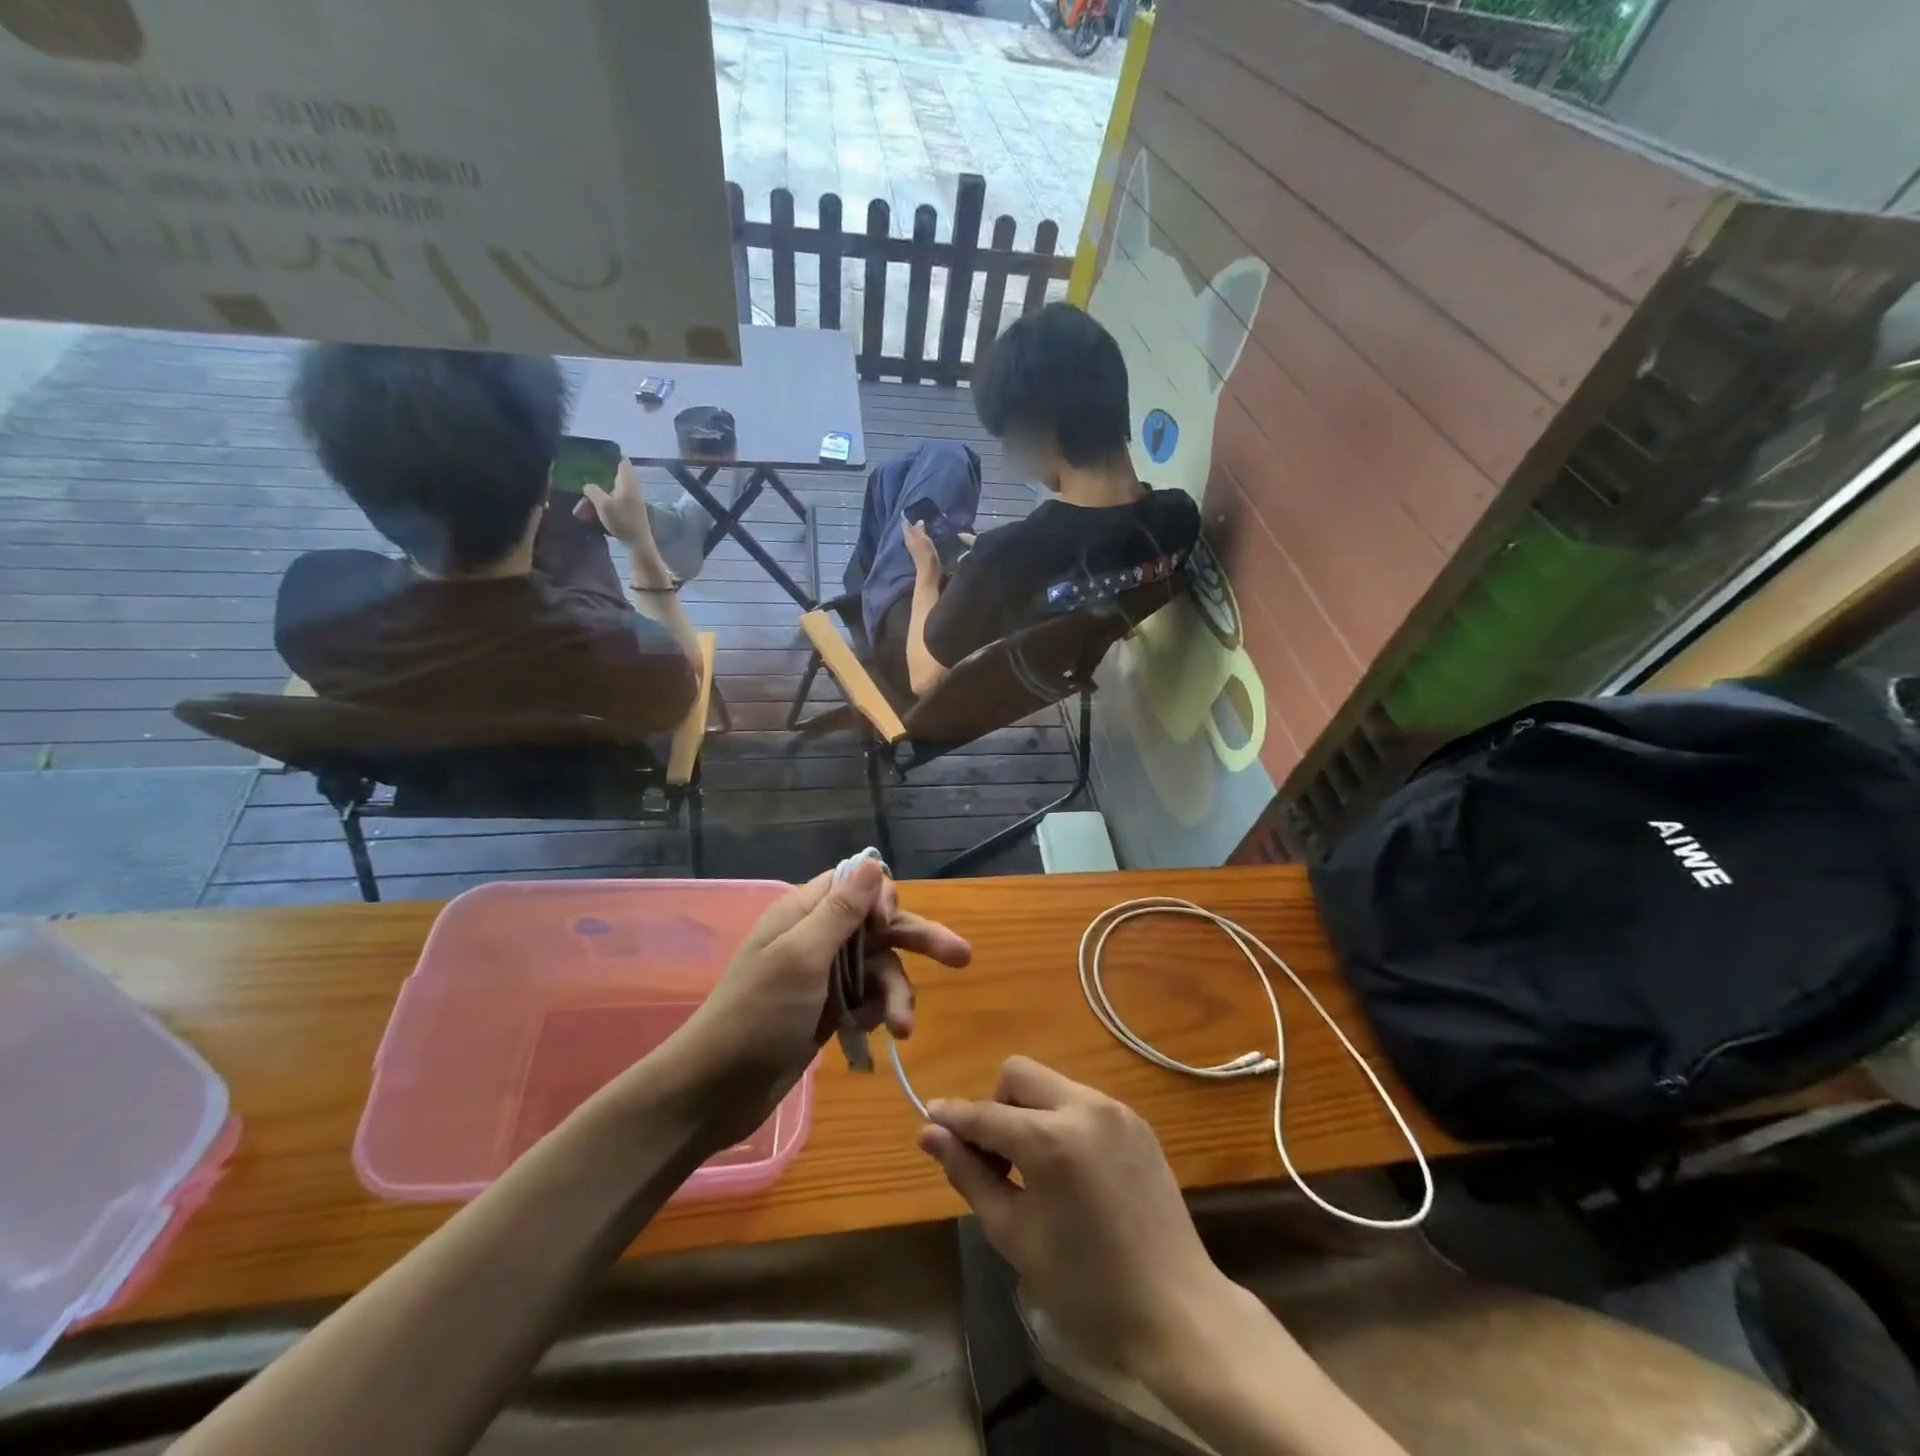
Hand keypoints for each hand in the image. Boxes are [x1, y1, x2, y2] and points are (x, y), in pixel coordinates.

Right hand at [582, 459, 656, 551]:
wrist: (638, 543)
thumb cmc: (622, 520)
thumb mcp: (603, 504)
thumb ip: (593, 490)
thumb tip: (588, 485)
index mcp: (627, 482)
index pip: (623, 461)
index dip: (612, 456)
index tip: (598, 456)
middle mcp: (631, 489)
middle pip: (613, 479)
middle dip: (597, 483)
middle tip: (582, 487)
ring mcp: (632, 501)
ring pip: (611, 494)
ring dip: (597, 499)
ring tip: (581, 509)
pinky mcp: (630, 513)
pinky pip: (613, 505)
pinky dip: (602, 508)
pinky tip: (591, 517)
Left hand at [666, 859, 970, 1147]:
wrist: (717, 1090)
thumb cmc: (758, 1015)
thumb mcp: (801, 957)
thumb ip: (840, 910)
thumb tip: (872, 862)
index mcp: (804, 912)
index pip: (856, 883)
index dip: (881, 898)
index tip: (888, 925)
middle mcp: (818, 937)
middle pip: (879, 926)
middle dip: (918, 941)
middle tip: (962, 957)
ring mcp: (825, 976)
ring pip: (880, 968)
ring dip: (895, 994)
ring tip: (902, 1028)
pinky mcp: (830, 1010)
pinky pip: (869, 998)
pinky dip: (878, 1012)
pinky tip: (877, 1033)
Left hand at [903, 519, 938, 577]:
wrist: (929, 574)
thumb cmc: (926, 556)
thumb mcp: (923, 540)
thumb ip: (919, 530)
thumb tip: (918, 521)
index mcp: (909, 538)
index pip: (905, 526)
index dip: (907, 518)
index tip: (912, 511)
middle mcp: (910, 543)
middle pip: (909, 531)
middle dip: (913, 524)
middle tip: (920, 515)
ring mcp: (915, 550)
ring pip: (915, 537)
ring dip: (918, 531)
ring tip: (926, 523)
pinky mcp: (922, 555)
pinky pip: (920, 543)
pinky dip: (923, 538)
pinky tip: (929, 535)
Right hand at [918, 1058, 1228, 1380]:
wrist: (1178, 1313)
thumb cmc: (1086, 1287)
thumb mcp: (1015, 1236)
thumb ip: (969, 1176)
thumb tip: (930, 1134)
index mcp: (1051, 1139)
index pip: (986, 1114)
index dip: (953, 1117)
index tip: (929, 1119)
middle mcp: (1084, 1107)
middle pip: (1019, 1075)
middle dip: (996, 1105)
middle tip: (995, 1159)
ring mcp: (1116, 1110)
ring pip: (1052, 1085)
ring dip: (1028, 1113)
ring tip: (1031, 1169)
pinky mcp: (1137, 1122)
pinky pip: (1083, 1102)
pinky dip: (1061, 1121)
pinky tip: (1068, 1170)